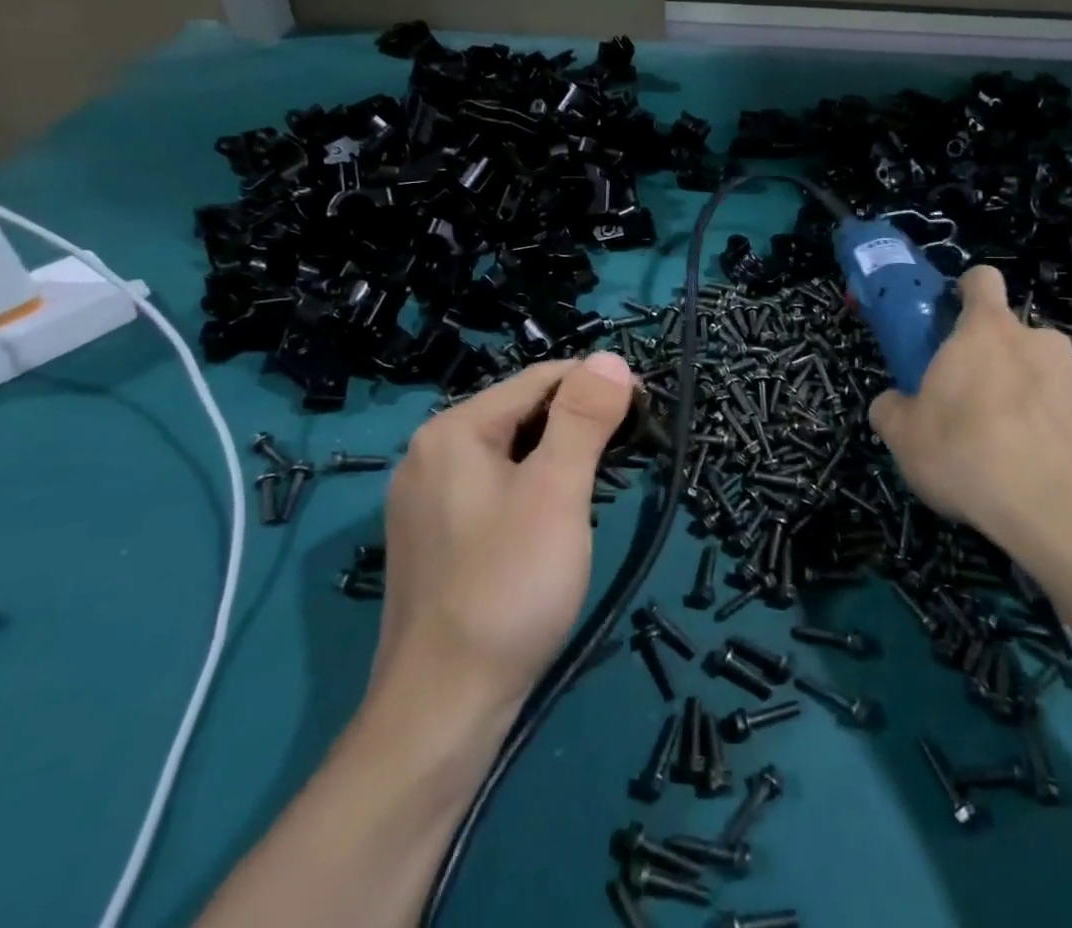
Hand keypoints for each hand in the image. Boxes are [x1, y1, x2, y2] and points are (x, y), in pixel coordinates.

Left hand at [372, 352, 635, 716]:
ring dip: (559, 458)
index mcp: (454, 431)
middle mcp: (430, 454)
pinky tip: (555, 521)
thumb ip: (583, 418)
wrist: (442, 713)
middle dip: (578, 424)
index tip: (645, 412)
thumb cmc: (508, 589)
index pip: (539, 379)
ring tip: (599, 487)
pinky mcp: (434, 538)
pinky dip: (533, 490)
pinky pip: (494, 489)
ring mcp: (426, 499)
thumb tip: (609, 358)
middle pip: (522, 414)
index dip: (597, 387)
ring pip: (510, 454)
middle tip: (627, 457)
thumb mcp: (557, 493)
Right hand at [868, 266, 1071, 577]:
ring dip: (1041, 399)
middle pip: (1018, 339)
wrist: (1065, 513)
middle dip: (1003, 366)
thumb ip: (892, 410)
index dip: (970, 292)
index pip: (982, 281)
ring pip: (1056, 376)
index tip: (960, 316)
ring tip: (1028, 451)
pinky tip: (1065, 469)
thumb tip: (892, 405)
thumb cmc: (969, 457)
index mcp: (986, 333)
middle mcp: (1041, 340)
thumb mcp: (904, 439)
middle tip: (983, 412)